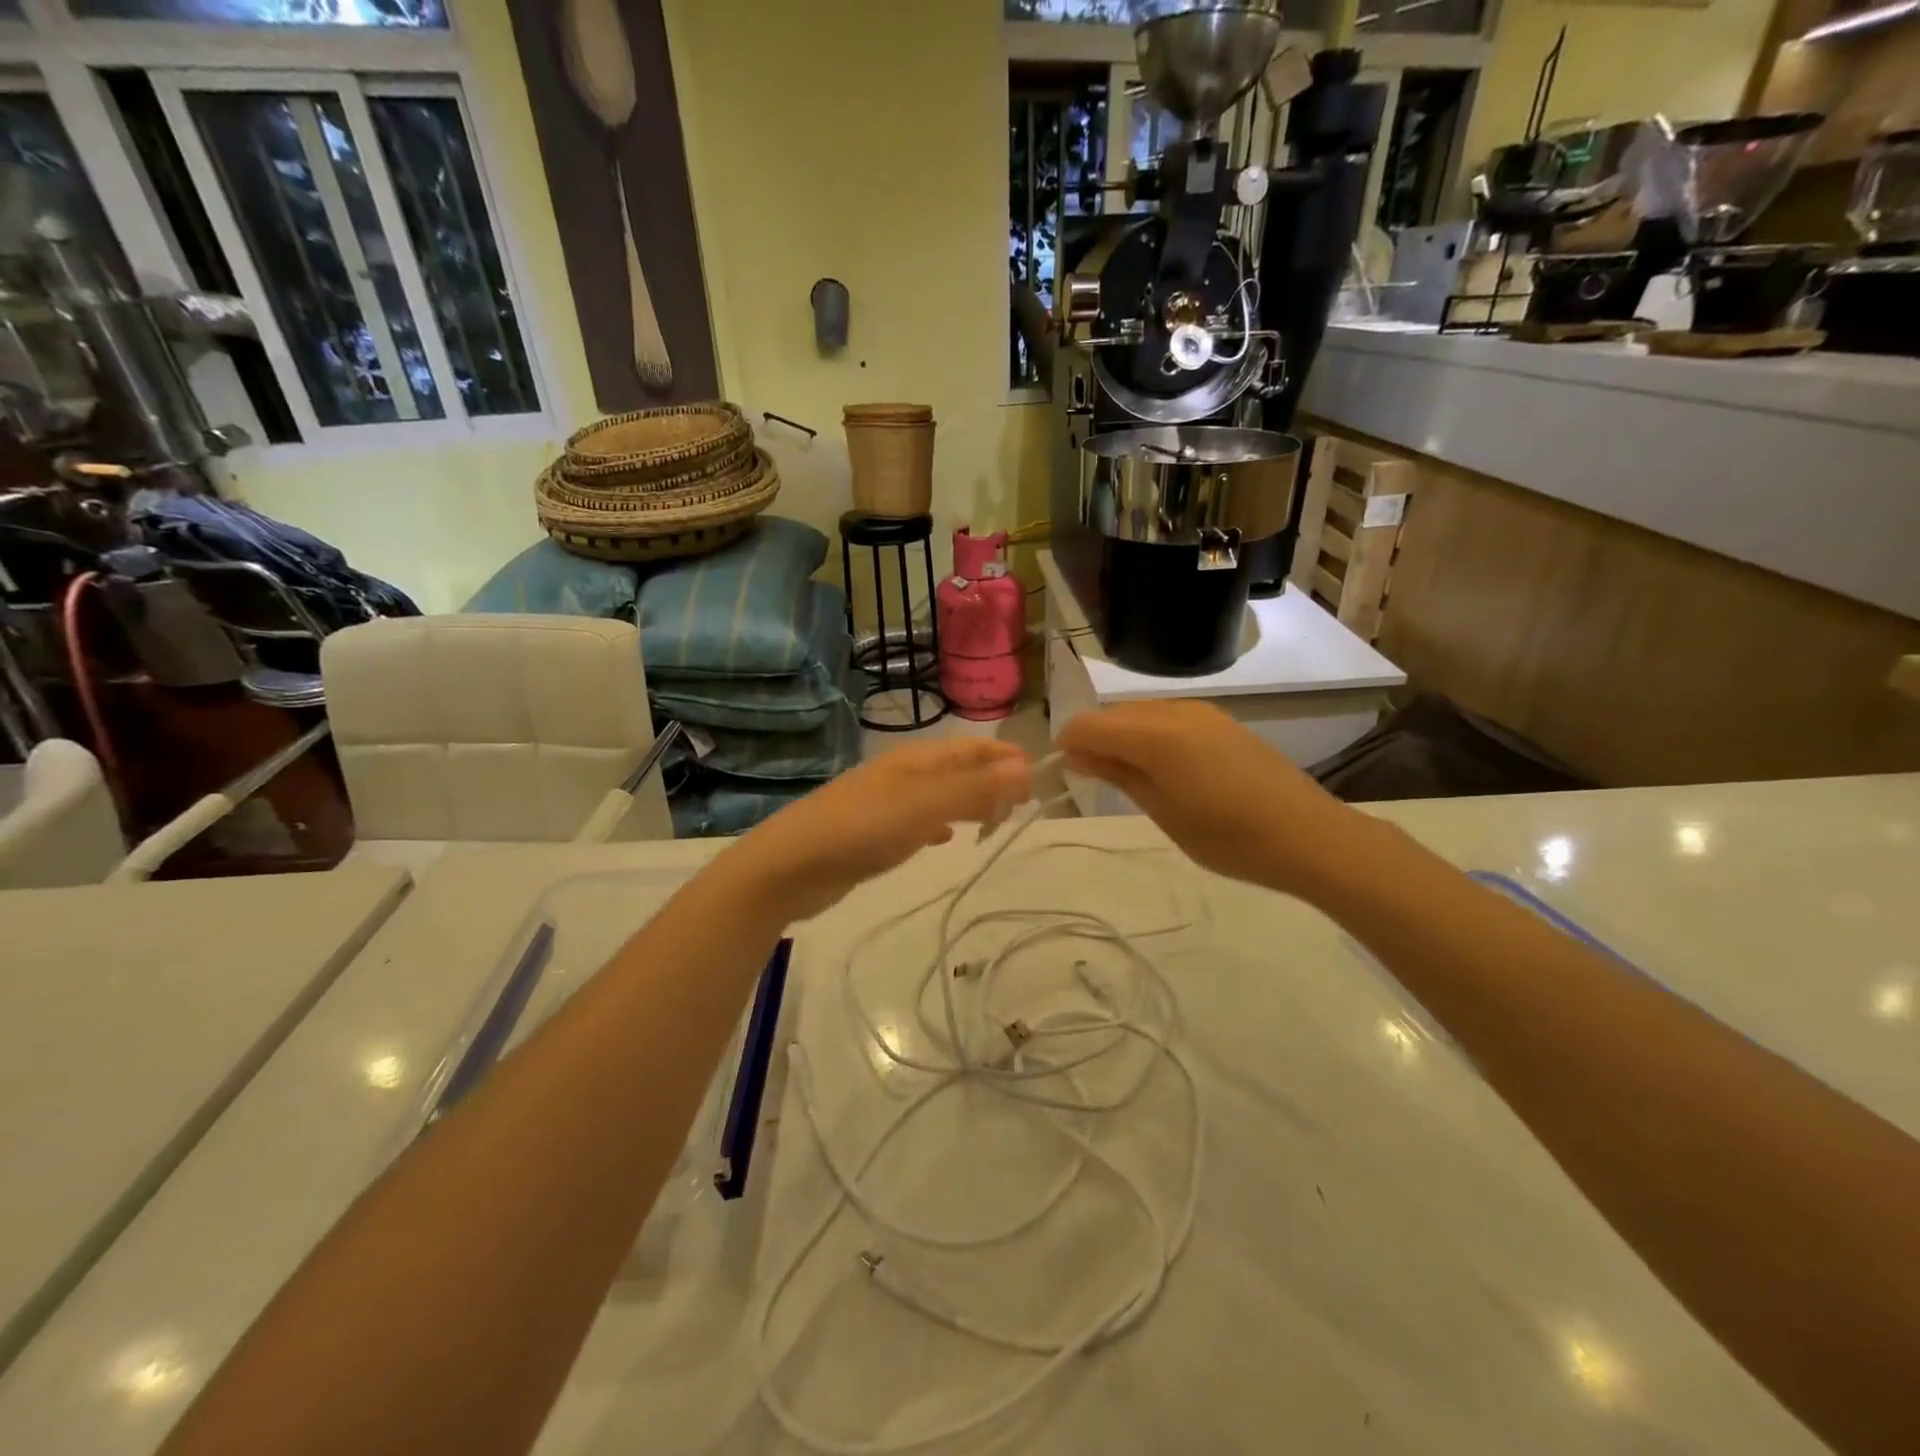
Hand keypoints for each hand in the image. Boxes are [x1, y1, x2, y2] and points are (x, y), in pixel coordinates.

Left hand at [730, 739, 1032, 920]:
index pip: (972, 748)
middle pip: (958, 769)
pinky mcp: (874, 830)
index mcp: (916, 760)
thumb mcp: (922, 807)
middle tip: (1021, 807)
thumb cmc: (860, 830)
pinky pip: (918, 819)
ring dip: (969, 802)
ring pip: (940, 795)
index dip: (1006, 757)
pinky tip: (944, 838)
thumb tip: (1024, 766)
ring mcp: (886, 802)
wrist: (791, 866)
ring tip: (994, 821)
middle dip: (991, 781)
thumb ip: (973, 788)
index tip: (1039, 778)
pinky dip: (939, 823)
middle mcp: (903, 774)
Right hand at [1058, 701, 1359, 896]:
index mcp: (1156, 735)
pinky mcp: (1220, 720)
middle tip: (1096, 781)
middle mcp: (1175, 710)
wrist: (1308, 836)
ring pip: (1140, 713)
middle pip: (1113, 714)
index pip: (1088, 725)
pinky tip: (1164, 768)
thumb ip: (1117, 774)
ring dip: (1123, 737)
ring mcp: (1201, 711)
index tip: (1066, 776)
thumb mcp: (1163, 811)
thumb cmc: (1228, 837)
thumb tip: (1077, 754)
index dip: (1068, 746)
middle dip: (1094, 740)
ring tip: (1130, 778)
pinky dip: (1150, 735)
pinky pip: (1167, 717)